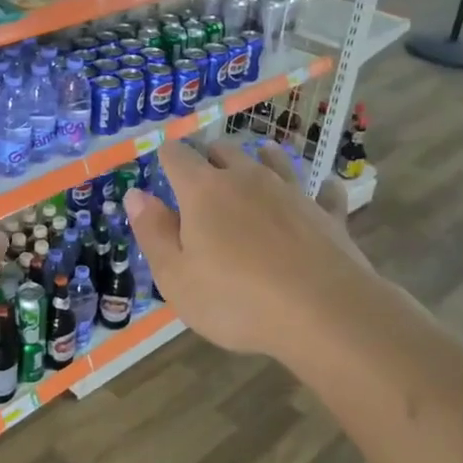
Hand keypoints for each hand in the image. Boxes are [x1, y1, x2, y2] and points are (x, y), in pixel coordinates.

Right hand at [123, 139, 374, 365]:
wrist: (324, 312)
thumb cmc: (236, 300)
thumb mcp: (176, 277)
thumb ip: (153, 233)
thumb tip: (135, 195)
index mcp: (203, 191)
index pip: (177, 156)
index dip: (166, 156)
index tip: (162, 165)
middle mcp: (247, 178)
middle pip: (224, 150)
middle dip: (209, 157)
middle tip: (202, 176)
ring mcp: (291, 192)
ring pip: (273, 160)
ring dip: (260, 159)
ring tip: (257, 161)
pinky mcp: (327, 214)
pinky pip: (323, 192)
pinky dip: (318, 190)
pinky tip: (324, 190)